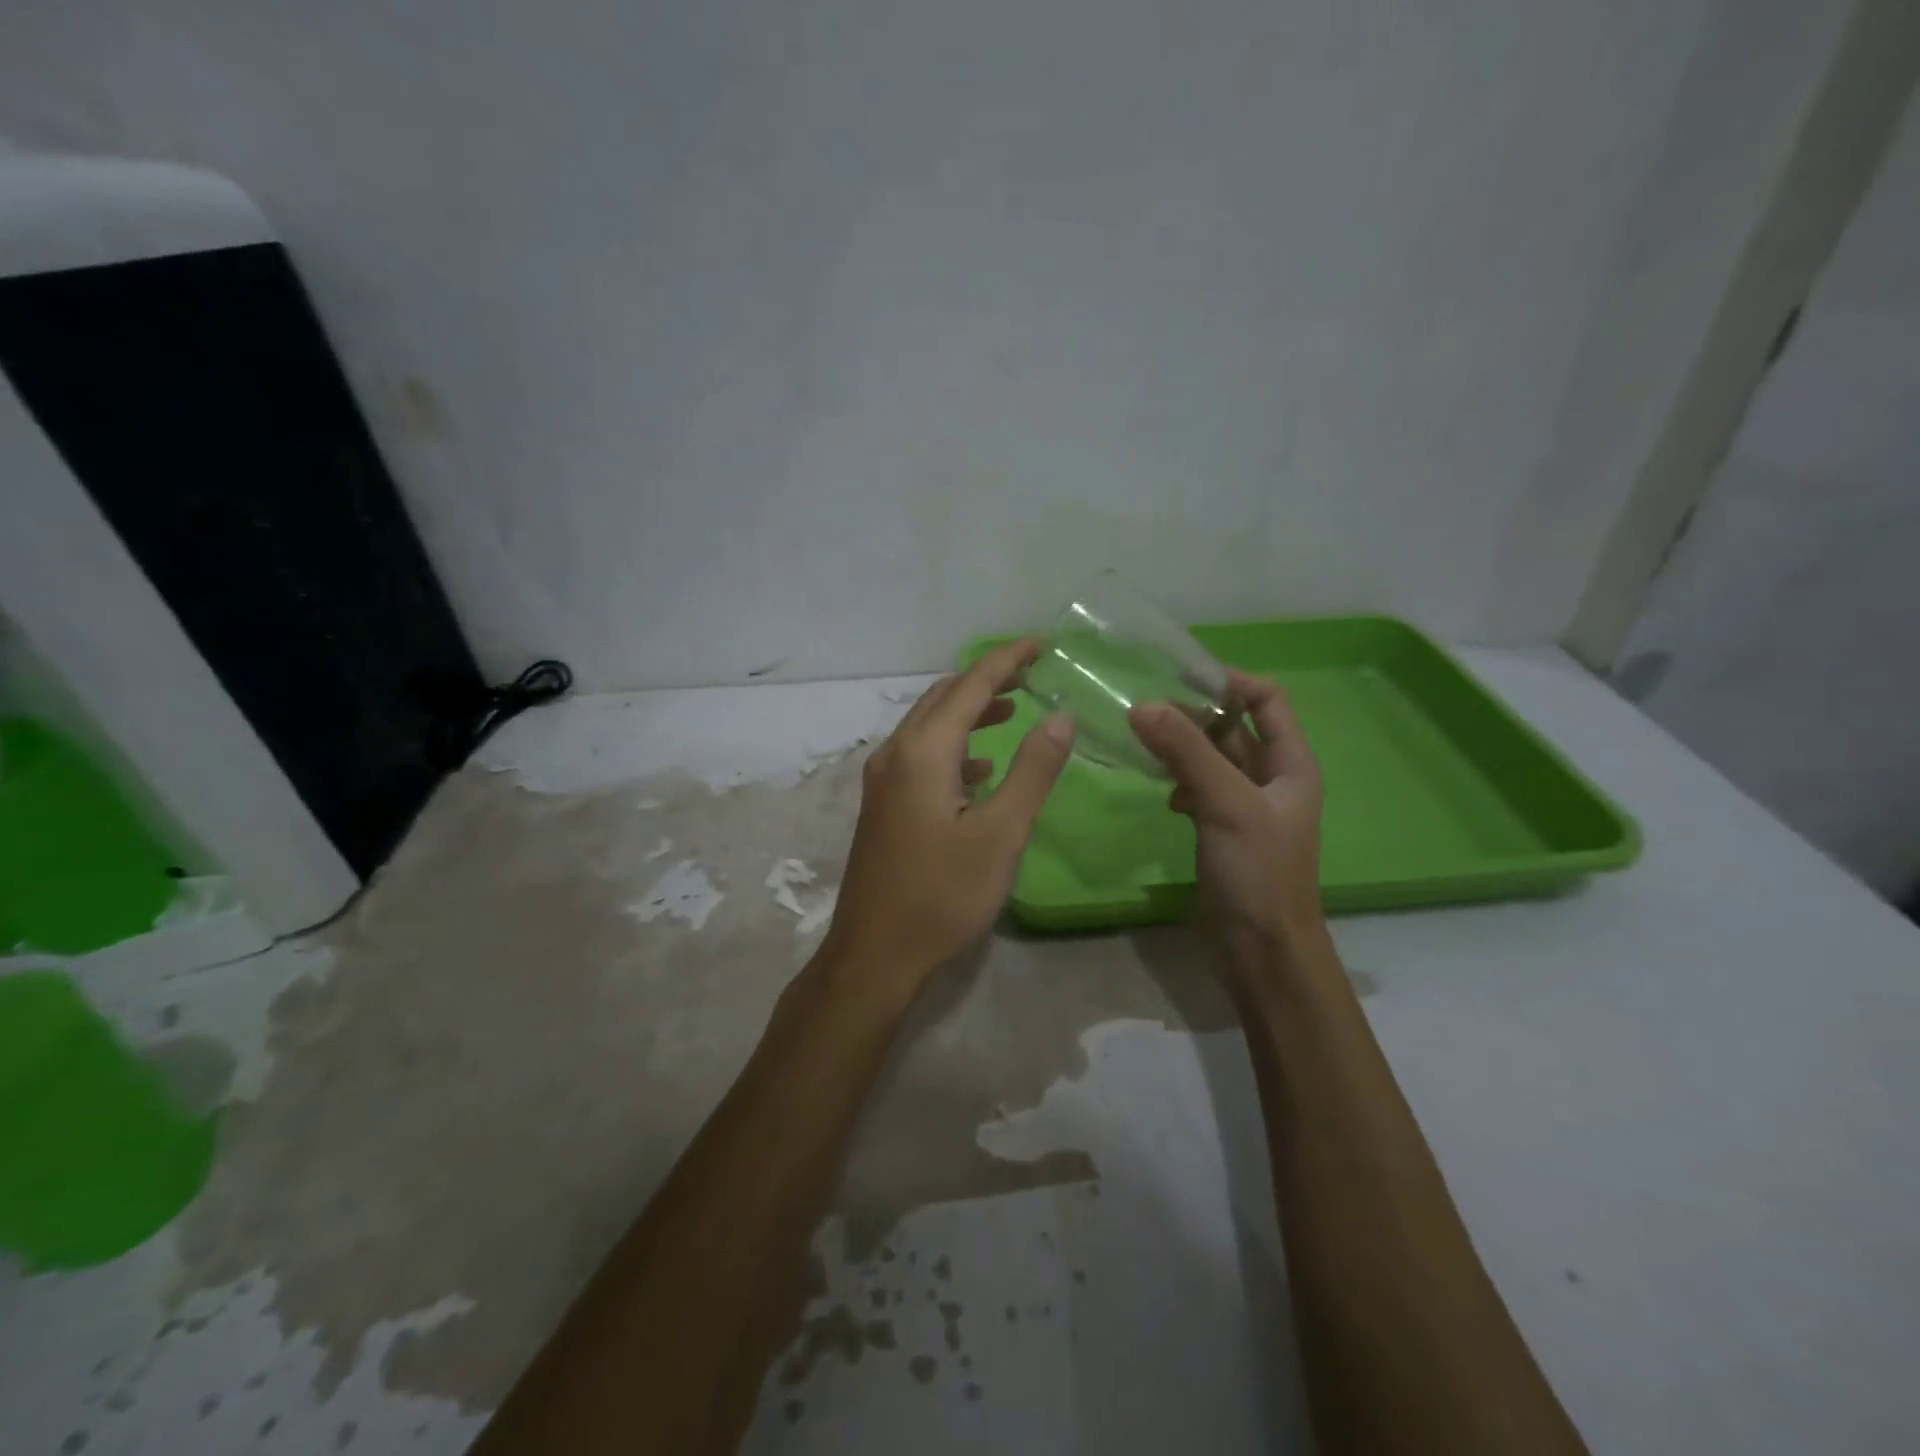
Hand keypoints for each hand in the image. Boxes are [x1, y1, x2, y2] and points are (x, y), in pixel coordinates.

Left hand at [821, 638, 1075, 994]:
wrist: (875, 954)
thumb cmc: (942, 895)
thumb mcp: (1001, 834)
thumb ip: (1032, 770)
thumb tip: (1061, 715)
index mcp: (923, 752)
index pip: (971, 685)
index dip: (1008, 659)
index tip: (1043, 642)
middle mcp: (896, 754)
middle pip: (943, 698)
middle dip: (987, 679)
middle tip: (1032, 672)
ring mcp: (883, 780)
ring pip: (929, 726)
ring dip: (969, 712)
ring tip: (1014, 710)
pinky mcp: (883, 805)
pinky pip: (921, 756)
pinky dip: (954, 747)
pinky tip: (980, 769)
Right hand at [1129, 670, 1325, 971]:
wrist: (1263, 950)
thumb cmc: (1259, 872)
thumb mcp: (1226, 804)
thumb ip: (1186, 753)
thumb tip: (1141, 705)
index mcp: (1291, 763)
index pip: (1266, 700)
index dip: (1229, 682)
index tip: (1179, 676)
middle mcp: (1271, 778)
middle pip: (1232, 727)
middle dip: (1193, 716)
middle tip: (1146, 712)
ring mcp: (1245, 805)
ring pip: (1211, 759)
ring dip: (1182, 749)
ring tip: (1145, 746)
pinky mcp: (1222, 829)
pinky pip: (1199, 788)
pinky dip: (1180, 783)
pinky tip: (1165, 796)